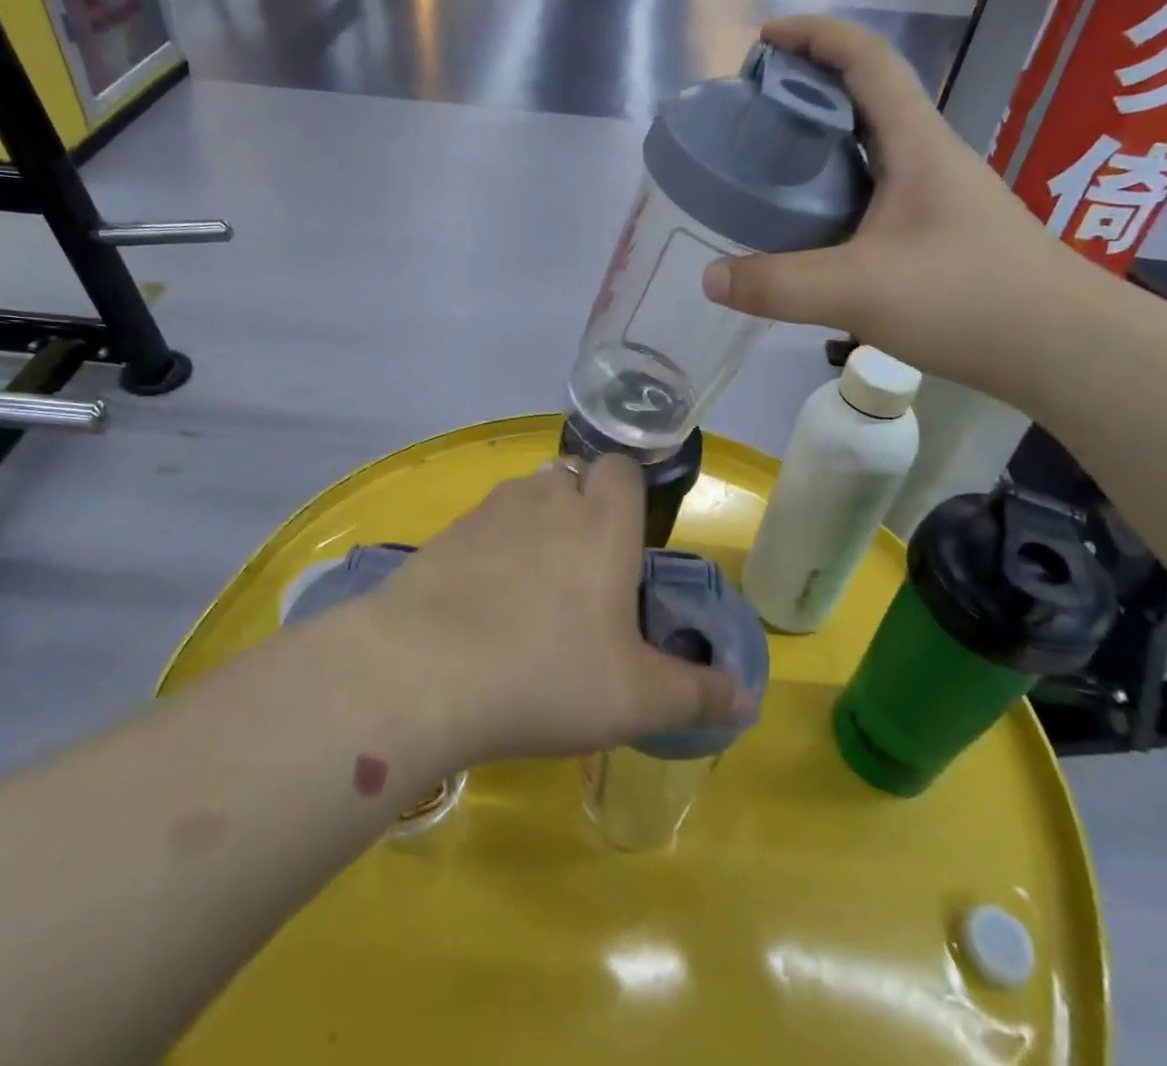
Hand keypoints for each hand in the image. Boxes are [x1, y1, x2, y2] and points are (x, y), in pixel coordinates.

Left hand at [363, 454, 751, 765]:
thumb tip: (746, 698)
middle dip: (581, 512)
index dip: (628, 493)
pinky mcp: (444, 535)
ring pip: (525, 499)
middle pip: (572, 479)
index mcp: (600, 522)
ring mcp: (489, 512)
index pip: (622, 467)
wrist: (419, 673)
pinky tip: (480, 606)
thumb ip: (696, 694)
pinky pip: (481, 528)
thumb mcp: (635, 699)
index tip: (625, 542)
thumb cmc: (545, 675)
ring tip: (531, 592)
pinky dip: (489, 551)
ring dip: (534, 527)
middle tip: (583, 578)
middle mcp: (547, 500)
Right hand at [703, 15, 1111, 402]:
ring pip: (871, 149)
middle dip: (808, 90)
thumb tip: (710, 278)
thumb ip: (778, 284)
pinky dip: (836, 192)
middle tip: (753, 115)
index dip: (815, 36)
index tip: (764, 40)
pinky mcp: (940, 233)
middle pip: (865, 98)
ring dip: (822, 144)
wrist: (1064, 348)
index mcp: (915, 142)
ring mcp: (938, 196)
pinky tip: (812, 230)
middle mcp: (929, 156)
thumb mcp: (859, 290)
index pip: (867, 59)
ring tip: (770, 168)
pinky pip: (876, 192)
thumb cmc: (968, 298)